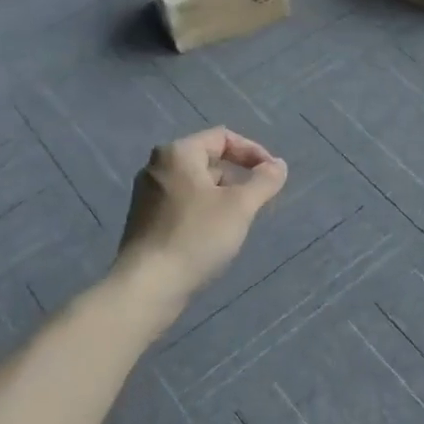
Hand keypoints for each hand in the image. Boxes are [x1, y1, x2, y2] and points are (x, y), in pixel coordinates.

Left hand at [116, 128, 288, 303]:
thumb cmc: (196, 236)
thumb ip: (264, 180)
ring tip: (241, 221)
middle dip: (239, 177)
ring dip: (224, 196)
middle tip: (260, 201)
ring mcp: (147, 195)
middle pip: (209, 160)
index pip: (223, 137)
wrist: (148, 286)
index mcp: (177, 153)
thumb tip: (279, 166)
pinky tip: (216, 236)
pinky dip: (205, 211)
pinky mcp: (145, 221)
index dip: (253, 152)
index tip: (272, 175)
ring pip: (197, 185)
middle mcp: (157, 167)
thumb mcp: (240, 206)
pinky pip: (183, 204)